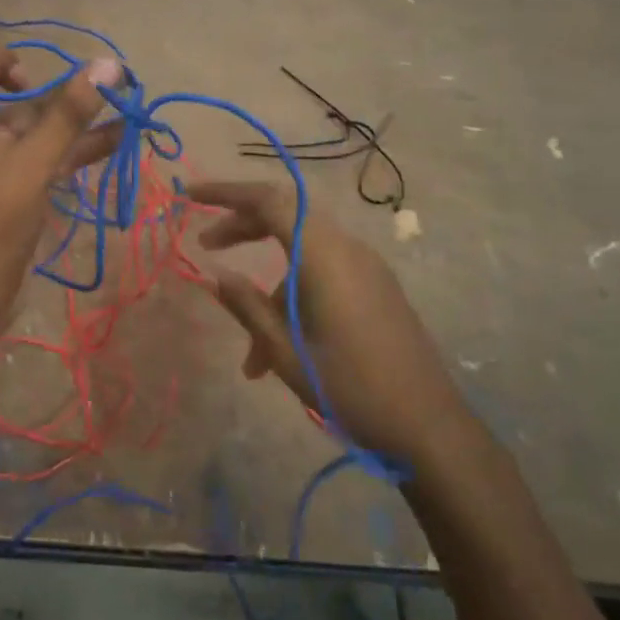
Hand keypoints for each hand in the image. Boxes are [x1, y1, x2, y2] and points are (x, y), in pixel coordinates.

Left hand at [0, 24, 120, 357]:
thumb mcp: (29, 165)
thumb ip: (69, 115)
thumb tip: (109, 65)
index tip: (15, 79)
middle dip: (33, 79)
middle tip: (53, 103)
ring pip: (23, 116)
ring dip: (64, 112)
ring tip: (116, 104)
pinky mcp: (3, 181)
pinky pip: (35, 149)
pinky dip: (68, 144)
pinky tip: (114, 139)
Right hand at [190, 180, 456, 455]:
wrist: (429, 427)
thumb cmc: (350, 387)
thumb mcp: (285, 351)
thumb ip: (246, 306)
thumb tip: (215, 275)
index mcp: (324, 255)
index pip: (269, 200)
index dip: (226, 192)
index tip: (190, 195)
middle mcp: (347, 249)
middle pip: (285, 216)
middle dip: (242, 227)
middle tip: (206, 245)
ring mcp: (366, 268)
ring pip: (303, 253)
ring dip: (268, 283)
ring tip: (249, 352)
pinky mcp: (376, 288)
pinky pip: (324, 272)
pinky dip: (294, 293)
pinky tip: (281, 346)